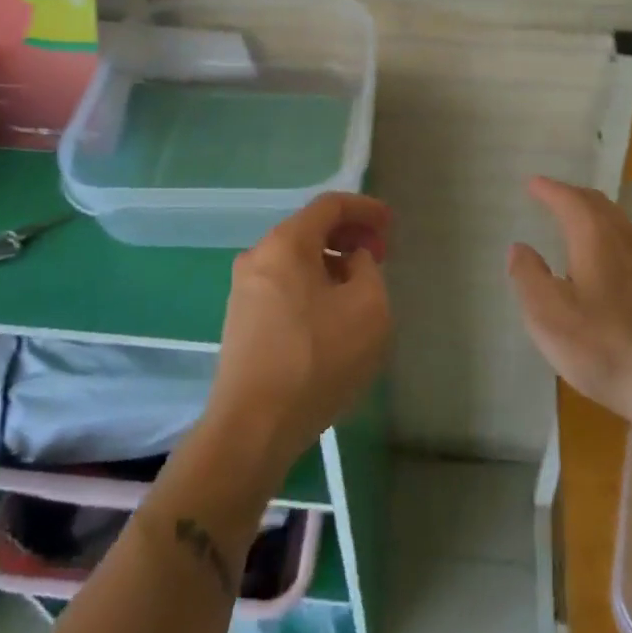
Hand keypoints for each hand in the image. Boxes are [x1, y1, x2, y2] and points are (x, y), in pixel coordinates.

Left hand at [207, 192, 392, 469]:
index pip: (330, 205)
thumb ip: (368, 269)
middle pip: (309, 229)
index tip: (391, 225)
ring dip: (330, 262)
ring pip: (295, 259)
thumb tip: (352, 261)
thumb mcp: (368, 308)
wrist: (253, 427)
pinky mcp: (240, 320)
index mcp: (286, 243)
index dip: (365, 209)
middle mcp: (258, 255)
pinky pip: (283, 284)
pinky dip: (311, 284)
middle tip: (379, 255)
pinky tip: (330, 314)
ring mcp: (243, 289)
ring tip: (359, 286)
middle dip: (348, 235)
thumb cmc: (317, 359)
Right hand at [509, 177, 631, 429]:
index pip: (569, 200)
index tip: (532, 184)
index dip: (549, 190)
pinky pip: (626, 241)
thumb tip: (519, 248)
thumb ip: (528, 276)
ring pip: (616, 222)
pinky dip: (605, 233)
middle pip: (597, 204)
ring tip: (572, 220)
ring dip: (591, 214)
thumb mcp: (548, 315)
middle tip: (550, 195)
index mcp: (595, 236)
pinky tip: (601, 258)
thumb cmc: (603, 345)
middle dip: (571, 196)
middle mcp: (625, 239)